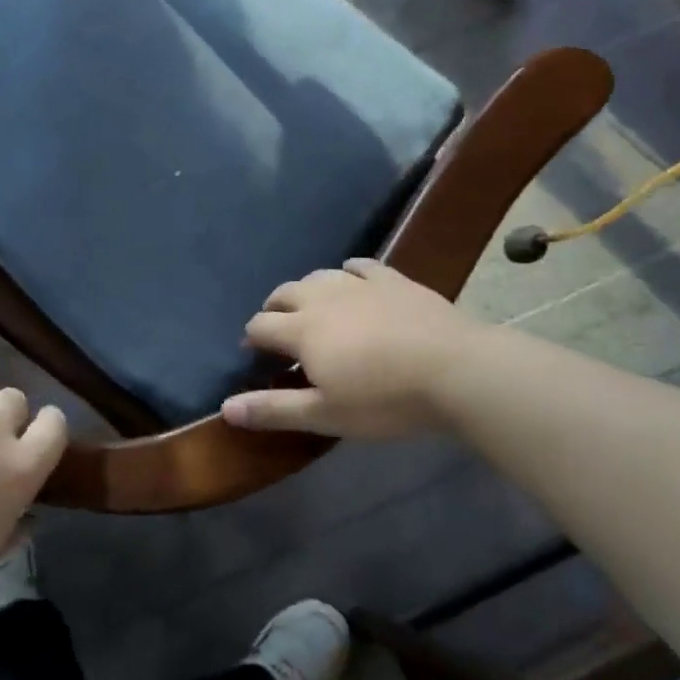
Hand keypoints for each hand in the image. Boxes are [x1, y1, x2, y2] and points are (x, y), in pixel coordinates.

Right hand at [223, 259, 470, 438]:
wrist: (455, 370)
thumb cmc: (385, 400)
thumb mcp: (326, 414)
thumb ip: (274, 409)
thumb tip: (224, 409)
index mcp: (302, 330)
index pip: (260, 325)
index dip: (252, 338)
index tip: (255, 355)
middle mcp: (322, 298)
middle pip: (284, 293)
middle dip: (274, 309)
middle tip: (279, 331)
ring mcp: (359, 284)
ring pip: (319, 275)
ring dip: (306, 290)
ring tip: (312, 307)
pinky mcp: (392, 279)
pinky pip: (360, 265)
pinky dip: (347, 272)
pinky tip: (352, 281)